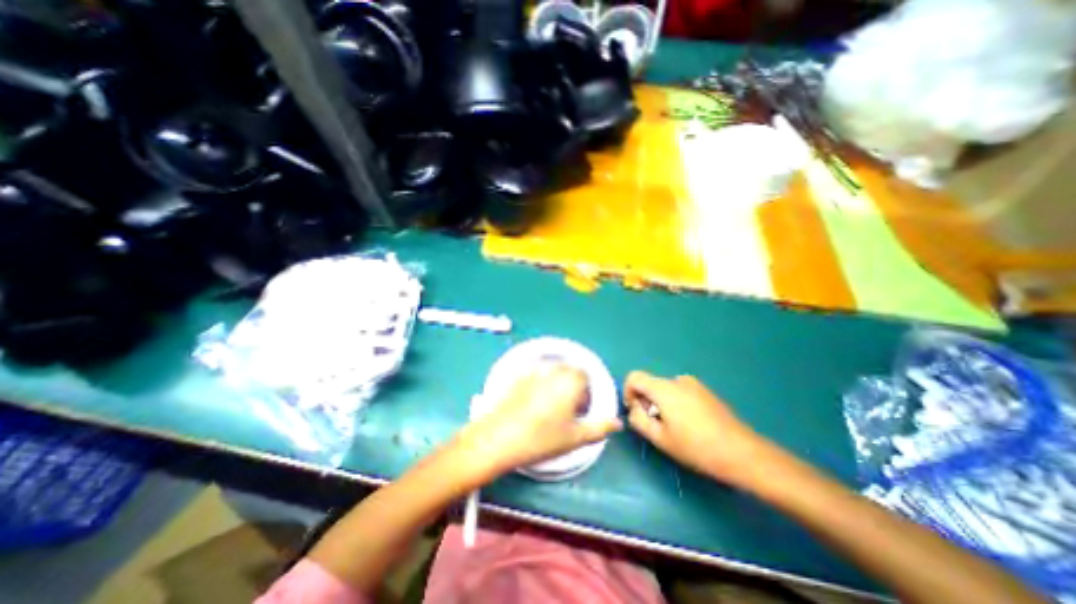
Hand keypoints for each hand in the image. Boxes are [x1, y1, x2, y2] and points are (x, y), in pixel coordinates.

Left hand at [453, 364, 621, 485]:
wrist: (498, 438)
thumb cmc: (540, 439)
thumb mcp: (575, 437)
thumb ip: (600, 428)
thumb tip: (617, 422)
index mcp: (570, 380)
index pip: (585, 376)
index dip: (585, 393)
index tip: (579, 411)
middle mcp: (553, 369)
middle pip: (569, 371)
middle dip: (572, 386)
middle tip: (565, 411)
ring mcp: (533, 370)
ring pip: (552, 372)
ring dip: (555, 383)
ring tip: (547, 408)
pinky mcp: (516, 375)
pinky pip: (535, 374)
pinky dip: (538, 384)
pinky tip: (530, 404)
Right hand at [622, 370, 773, 487]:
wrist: (742, 453)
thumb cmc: (696, 447)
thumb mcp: (660, 438)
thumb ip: (638, 419)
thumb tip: (634, 408)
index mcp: (664, 388)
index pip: (634, 377)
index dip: (628, 392)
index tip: (636, 412)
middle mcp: (677, 380)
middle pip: (650, 383)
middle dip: (646, 401)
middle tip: (657, 426)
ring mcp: (694, 384)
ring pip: (665, 389)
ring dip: (661, 404)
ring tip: (675, 428)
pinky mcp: (706, 391)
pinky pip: (680, 392)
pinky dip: (676, 403)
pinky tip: (691, 425)